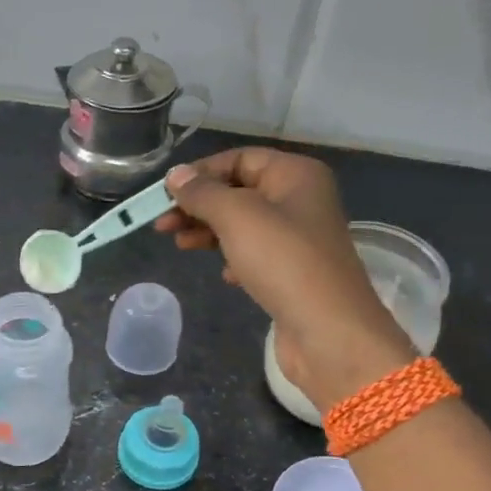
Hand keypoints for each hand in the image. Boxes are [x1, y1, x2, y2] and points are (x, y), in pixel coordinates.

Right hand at [156, 149, 412, 411]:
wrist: (329, 331)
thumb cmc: (284, 262)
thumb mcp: (237, 217)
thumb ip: (203, 193)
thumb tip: (176, 175)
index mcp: (295, 175)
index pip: (240, 159)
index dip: (200, 172)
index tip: (165, 194)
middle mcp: (301, 200)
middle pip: (239, 191)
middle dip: (199, 205)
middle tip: (162, 224)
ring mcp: (298, 239)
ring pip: (243, 225)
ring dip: (209, 232)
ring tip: (180, 245)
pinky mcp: (293, 273)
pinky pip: (255, 255)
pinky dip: (232, 259)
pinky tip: (223, 275)